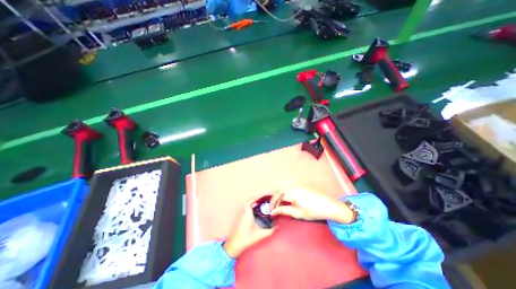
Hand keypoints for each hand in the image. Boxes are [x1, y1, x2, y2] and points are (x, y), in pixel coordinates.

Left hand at [224, 200, 275, 257]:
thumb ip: (270, 230)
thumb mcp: (260, 234)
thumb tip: (277, 226)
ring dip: (254, 205)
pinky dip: (252, 209)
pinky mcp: (242, 219)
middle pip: (249, 203)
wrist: (236, 245)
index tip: (262, 198)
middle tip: (264, 202)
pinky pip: (247, 210)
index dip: (255, 198)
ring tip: (262, 206)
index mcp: (248, 214)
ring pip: (248, 207)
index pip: (249, 202)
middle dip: (256, 201)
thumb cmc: (247, 238)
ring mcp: (242, 216)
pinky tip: (258, 213)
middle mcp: (244, 213)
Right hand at [271, 182, 354, 222]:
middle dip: (275, 198)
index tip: (270, 210)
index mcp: (291, 192)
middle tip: (274, 206)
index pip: (277, 196)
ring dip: (279, 193)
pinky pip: (288, 184)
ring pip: (283, 186)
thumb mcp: (297, 213)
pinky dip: (284, 189)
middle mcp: (292, 184)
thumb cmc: (312, 211)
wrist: (328, 205)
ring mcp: (296, 183)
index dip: (272, 203)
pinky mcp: (300, 183)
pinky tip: (286, 195)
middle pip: (279, 190)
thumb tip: (272, 211)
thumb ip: (283, 210)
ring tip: (279, 202)